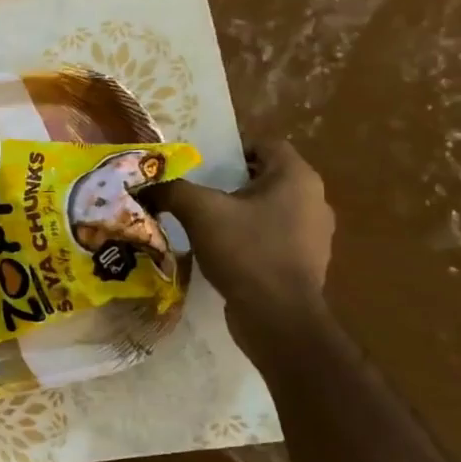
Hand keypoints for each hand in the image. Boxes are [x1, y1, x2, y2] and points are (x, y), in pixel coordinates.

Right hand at [144, 141, 333, 354]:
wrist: (278, 316)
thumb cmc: (246, 251)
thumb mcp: (199, 212)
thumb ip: (171, 190)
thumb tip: (146, 186)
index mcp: (297, 177)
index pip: (265, 144)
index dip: (231, 148)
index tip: (201, 163)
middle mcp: (314, 200)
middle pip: (266, 176)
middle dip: (230, 181)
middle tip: (196, 190)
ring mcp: (314, 234)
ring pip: (270, 208)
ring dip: (240, 211)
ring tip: (205, 221)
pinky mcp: (306, 262)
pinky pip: (273, 237)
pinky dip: (249, 237)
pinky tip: (223, 250)